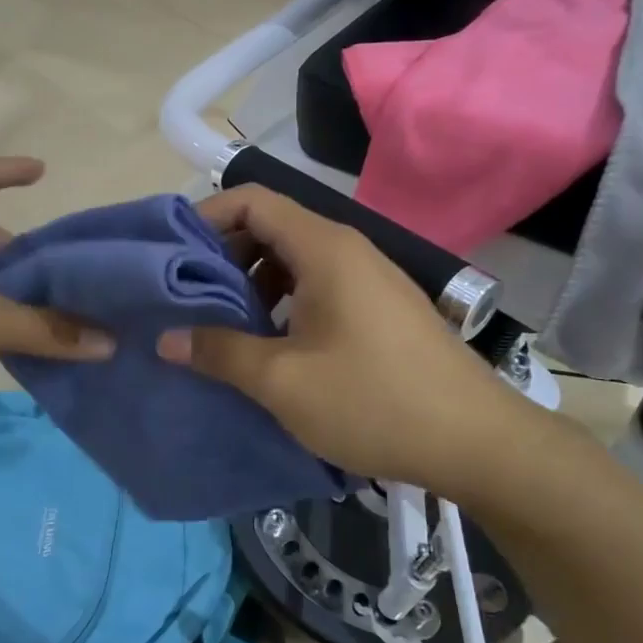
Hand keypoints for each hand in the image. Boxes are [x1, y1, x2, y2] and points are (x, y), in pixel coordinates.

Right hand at [157, 186, 537, 495]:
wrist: (476, 443)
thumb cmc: (374, 402)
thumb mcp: (283, 381)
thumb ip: (219, 352)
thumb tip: (167, 338)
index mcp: (324, 249)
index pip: (253, 200)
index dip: (206, 217)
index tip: (170, 255)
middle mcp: (348, 250)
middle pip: (271, 227)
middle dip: (222, 255)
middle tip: (185, 295)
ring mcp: (368, 279)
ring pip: (293, 260)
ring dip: (250, 283)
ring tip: (219, 324)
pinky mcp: (379, 309)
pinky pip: (317, 287)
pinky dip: (281, 302)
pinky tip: (267, 344)